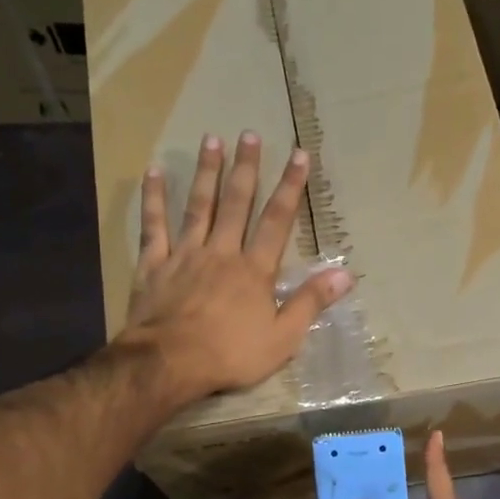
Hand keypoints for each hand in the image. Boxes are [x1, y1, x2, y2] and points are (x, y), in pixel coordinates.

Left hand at [125, 131, 353, 402]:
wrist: (169, 363)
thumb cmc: (230, 355)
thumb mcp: (282, 338)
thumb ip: (311, 303)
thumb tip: (346, 274)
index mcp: (254, 270)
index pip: (277, 221)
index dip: (290, 187)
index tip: (299, 155)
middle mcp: (221, 252)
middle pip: (236, 203)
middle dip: (246, 168)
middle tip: (249, 134)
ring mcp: (185, 255)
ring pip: (198, 206)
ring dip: (206, 172)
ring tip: (211, 140)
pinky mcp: (154, 265)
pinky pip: (154, 225)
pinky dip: (154, 199)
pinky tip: (153, 173)